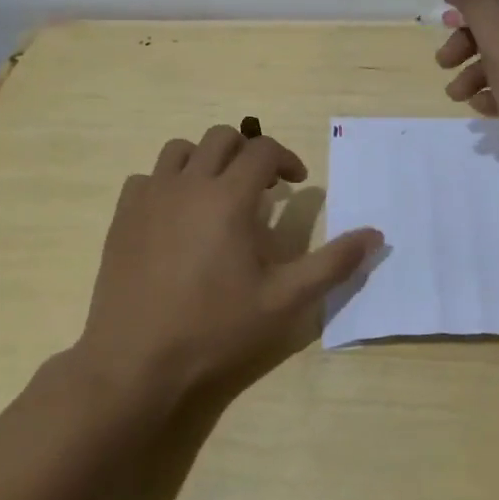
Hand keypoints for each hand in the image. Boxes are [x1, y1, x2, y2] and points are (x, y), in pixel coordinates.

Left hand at [76, 125, 382, 399]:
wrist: (135, 361)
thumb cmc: (215, 328)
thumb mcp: (284, 300)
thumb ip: (333, 263)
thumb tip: (376, 235)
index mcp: (229, 197)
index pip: (263, 149)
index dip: (286, 159)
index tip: (296, 183)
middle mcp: (188, 184)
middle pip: (222, 137)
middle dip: (248, 152)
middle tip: (261, 187)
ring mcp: (149, 197)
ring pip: (179, 150)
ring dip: (206, 160)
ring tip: (217, 193)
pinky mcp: (122, 216)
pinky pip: (147, 177)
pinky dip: (168, 182)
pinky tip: (176, 215)